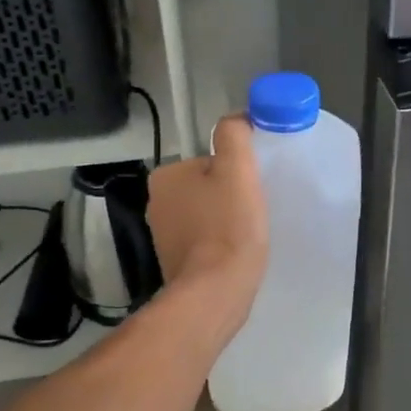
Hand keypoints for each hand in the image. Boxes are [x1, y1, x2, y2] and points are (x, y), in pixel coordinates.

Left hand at [148, 114, 268, 320]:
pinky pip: (204, 242)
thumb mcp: (237, 169)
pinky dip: (219, 244)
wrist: (216, 291)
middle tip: (253, 212)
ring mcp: (163, 236)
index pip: (209, 161)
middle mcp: (157, 203)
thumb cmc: (228, 226)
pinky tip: (235, 254)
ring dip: (226, 221)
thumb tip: (236, 119)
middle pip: (207, 188)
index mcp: (166, 176)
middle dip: (230, 197)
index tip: (252, 189)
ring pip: (206, 215)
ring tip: (247, 235)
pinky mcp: (175, 263)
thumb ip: (234, 136)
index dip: (236, 172)